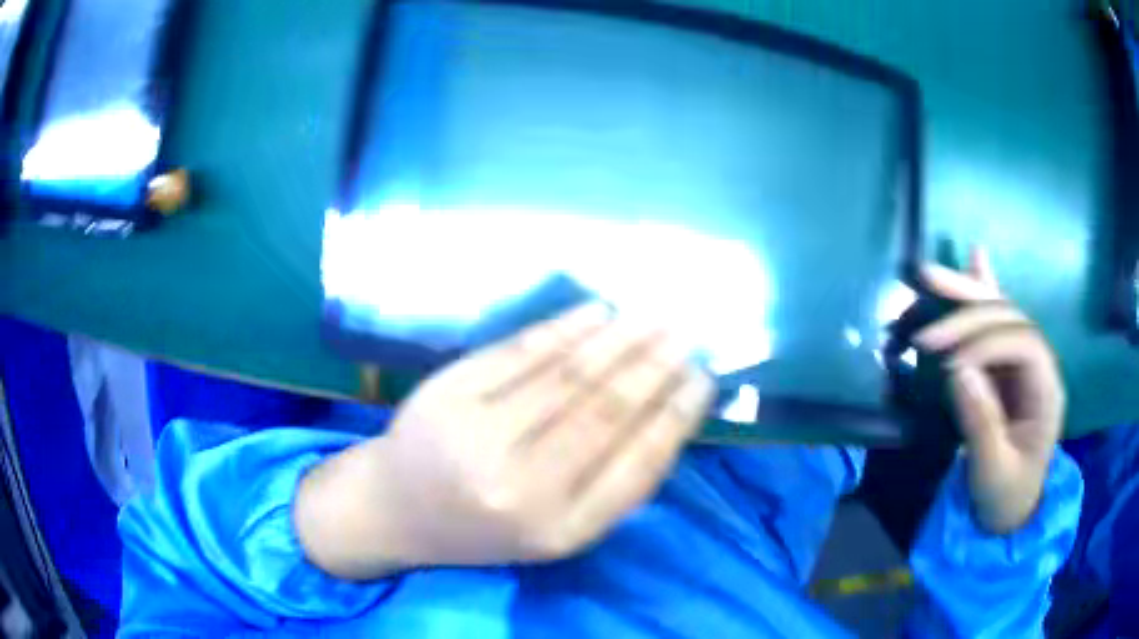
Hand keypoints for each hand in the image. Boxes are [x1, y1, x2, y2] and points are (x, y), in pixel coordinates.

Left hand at [295, 304, 714, 578]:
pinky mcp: (448, 393)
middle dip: (654, 367)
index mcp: (558, 530)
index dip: (676, 417)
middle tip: (686, 334)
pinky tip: (597, 312)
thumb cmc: (483, 529)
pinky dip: (564, 328)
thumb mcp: (554, 533)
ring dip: (619, 340)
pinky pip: (519, 353)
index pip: (636, 466)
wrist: (396, 509)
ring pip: (567, 375)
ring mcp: (478, 435)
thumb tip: (665, 415)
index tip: (704, 379)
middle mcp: (521, 487)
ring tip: (654, 317)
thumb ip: (610, 487)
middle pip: (605, 412)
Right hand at [914, 248, 1064, 534]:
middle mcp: (1040, 365)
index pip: (1022, 342)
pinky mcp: (1007, 368)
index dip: (985, 343)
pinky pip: (996, 322)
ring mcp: (1024, 364)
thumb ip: (982, 424)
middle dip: (969, 315)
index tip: (948, 366)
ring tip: (929, 274)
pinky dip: (984, 290)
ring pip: (999, 312)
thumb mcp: (993, 472)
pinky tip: (976, 257)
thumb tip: (958, 371)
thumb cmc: (1006, 497)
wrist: (1011, 512)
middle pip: (1009, 318)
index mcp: (1047, 389)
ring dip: (966, 293)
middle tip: (927, 332)